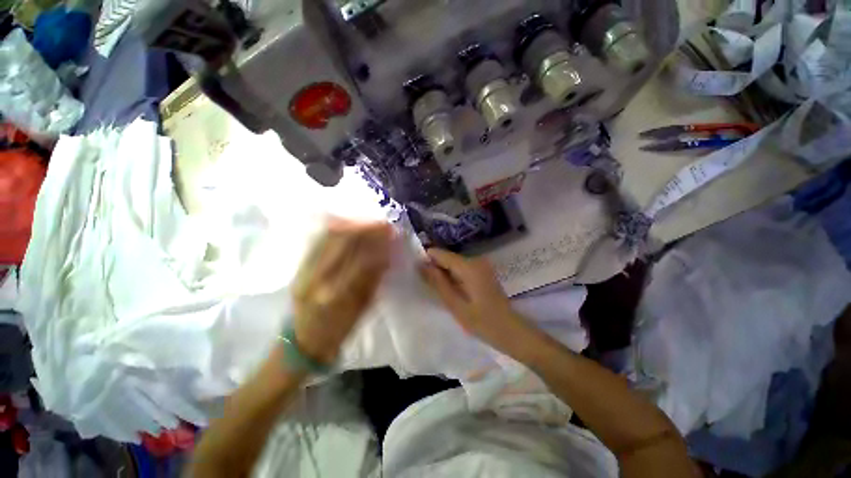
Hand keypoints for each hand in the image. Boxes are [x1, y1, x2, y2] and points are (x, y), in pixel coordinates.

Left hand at [291, 219, 393, 362]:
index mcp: (336, 294)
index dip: (378, 242)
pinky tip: (351, 226)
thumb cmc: (338, 330)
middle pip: (341, 240)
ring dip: (352, 225)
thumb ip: (374, 279)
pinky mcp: (300, 266)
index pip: (360, 258)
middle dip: (365, 227)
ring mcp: (304, 269)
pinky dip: (337, 229)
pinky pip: (319, 239)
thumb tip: (387, 255)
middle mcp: (316, 278)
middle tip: (383, 223)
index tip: (391, 232)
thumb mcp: (362, 308)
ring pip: (328, 236)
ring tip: (369, 222)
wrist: (302, 341)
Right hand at [419, 248, 529, 352]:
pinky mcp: (483, 272)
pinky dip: (453, 276)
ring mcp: (481, 265)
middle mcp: (476, 260)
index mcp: (469, 266)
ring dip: (443, 273)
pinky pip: (462, 269)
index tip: (415, 271)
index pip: (441, 253)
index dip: (426, 259)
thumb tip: (421, 265)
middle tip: (425, 284)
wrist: (510, 331)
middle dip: (434, 267)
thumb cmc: (482, 322)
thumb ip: (437, 282)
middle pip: (447, 257)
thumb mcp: (455, 304)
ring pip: (453, 263)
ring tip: (435, 289)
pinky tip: (449, 289)